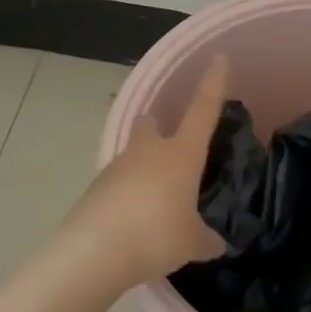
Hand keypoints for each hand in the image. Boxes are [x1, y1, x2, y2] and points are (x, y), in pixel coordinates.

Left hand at [60, 55, 229, 287]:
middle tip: (171, 153)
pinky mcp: (94, 189)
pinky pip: (116, 185)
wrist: (92, 254)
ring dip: (143, 169)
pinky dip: (126, 197)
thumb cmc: (155, 236)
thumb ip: (206, 239)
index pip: (203, 109)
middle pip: (151, 122)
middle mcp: (148, 151)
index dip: (213, 83)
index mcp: (181, 154)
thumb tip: (216, 243)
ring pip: (132, 155)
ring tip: (154, 205)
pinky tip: (132, 225)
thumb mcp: (192, 243)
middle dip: (159, 129)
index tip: (218, 57)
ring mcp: (116, 167)